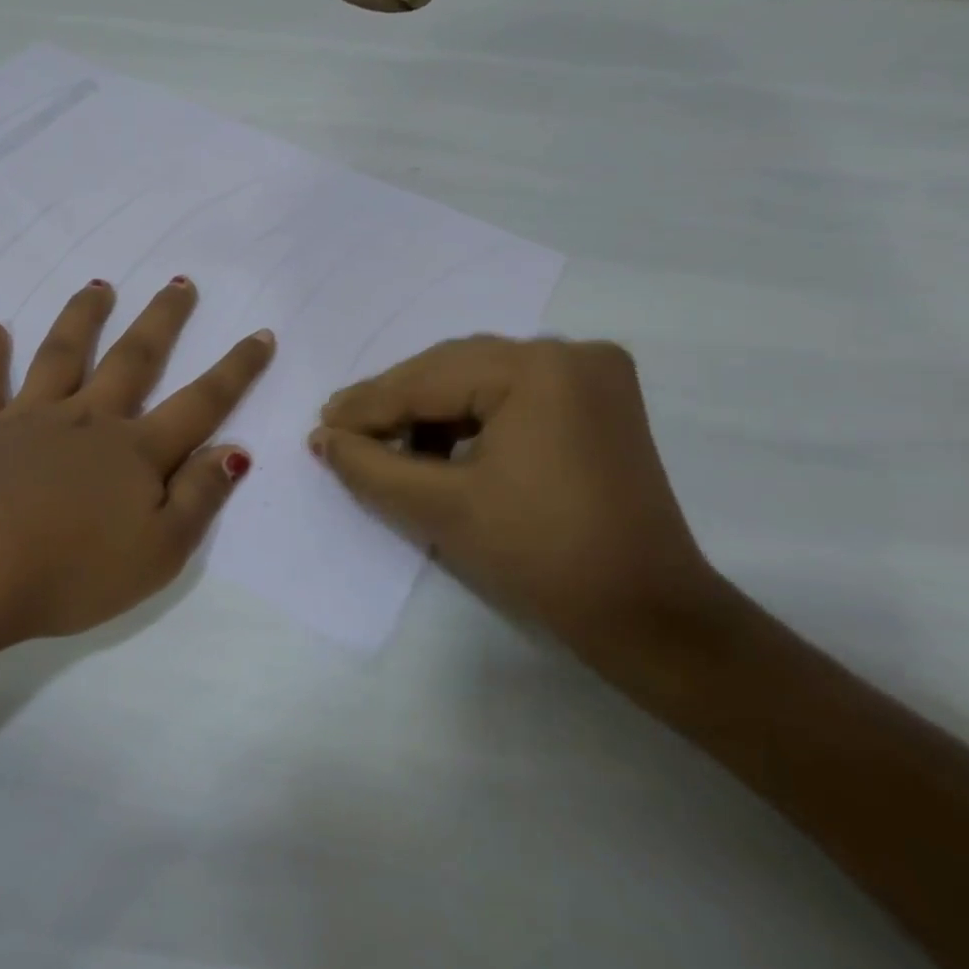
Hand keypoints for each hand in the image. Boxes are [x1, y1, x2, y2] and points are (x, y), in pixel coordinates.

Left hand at [0, 278, 273, 649]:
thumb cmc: (69, 573)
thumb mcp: (157, 553)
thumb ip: (199, 498)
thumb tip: (235, 450)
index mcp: (134, 452)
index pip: (200, 403)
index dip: (236, 370)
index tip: (261, 334)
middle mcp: (87, 421)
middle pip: (134, 359)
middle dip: (163, 320)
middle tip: (181, 282)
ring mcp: (29, 418)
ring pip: (63, 354)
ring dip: (83, 317)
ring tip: (98, 285)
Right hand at [311, 337, 726, 662]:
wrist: (647, 615)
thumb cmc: (540, 556)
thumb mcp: (441, 507)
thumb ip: (371, 466)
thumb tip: (322, 438)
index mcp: (537, 368)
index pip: (428, 379)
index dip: (368, 406)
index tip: (321, 426)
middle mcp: (569, 353)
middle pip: (454, 370)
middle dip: (396, 403)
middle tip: (343, 430)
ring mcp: (592, 374)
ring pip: (481, 379)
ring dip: (431, 409)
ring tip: (386, 444)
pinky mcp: (599, 401)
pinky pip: (513, 394)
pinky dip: (471, 417)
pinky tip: (439, 446)